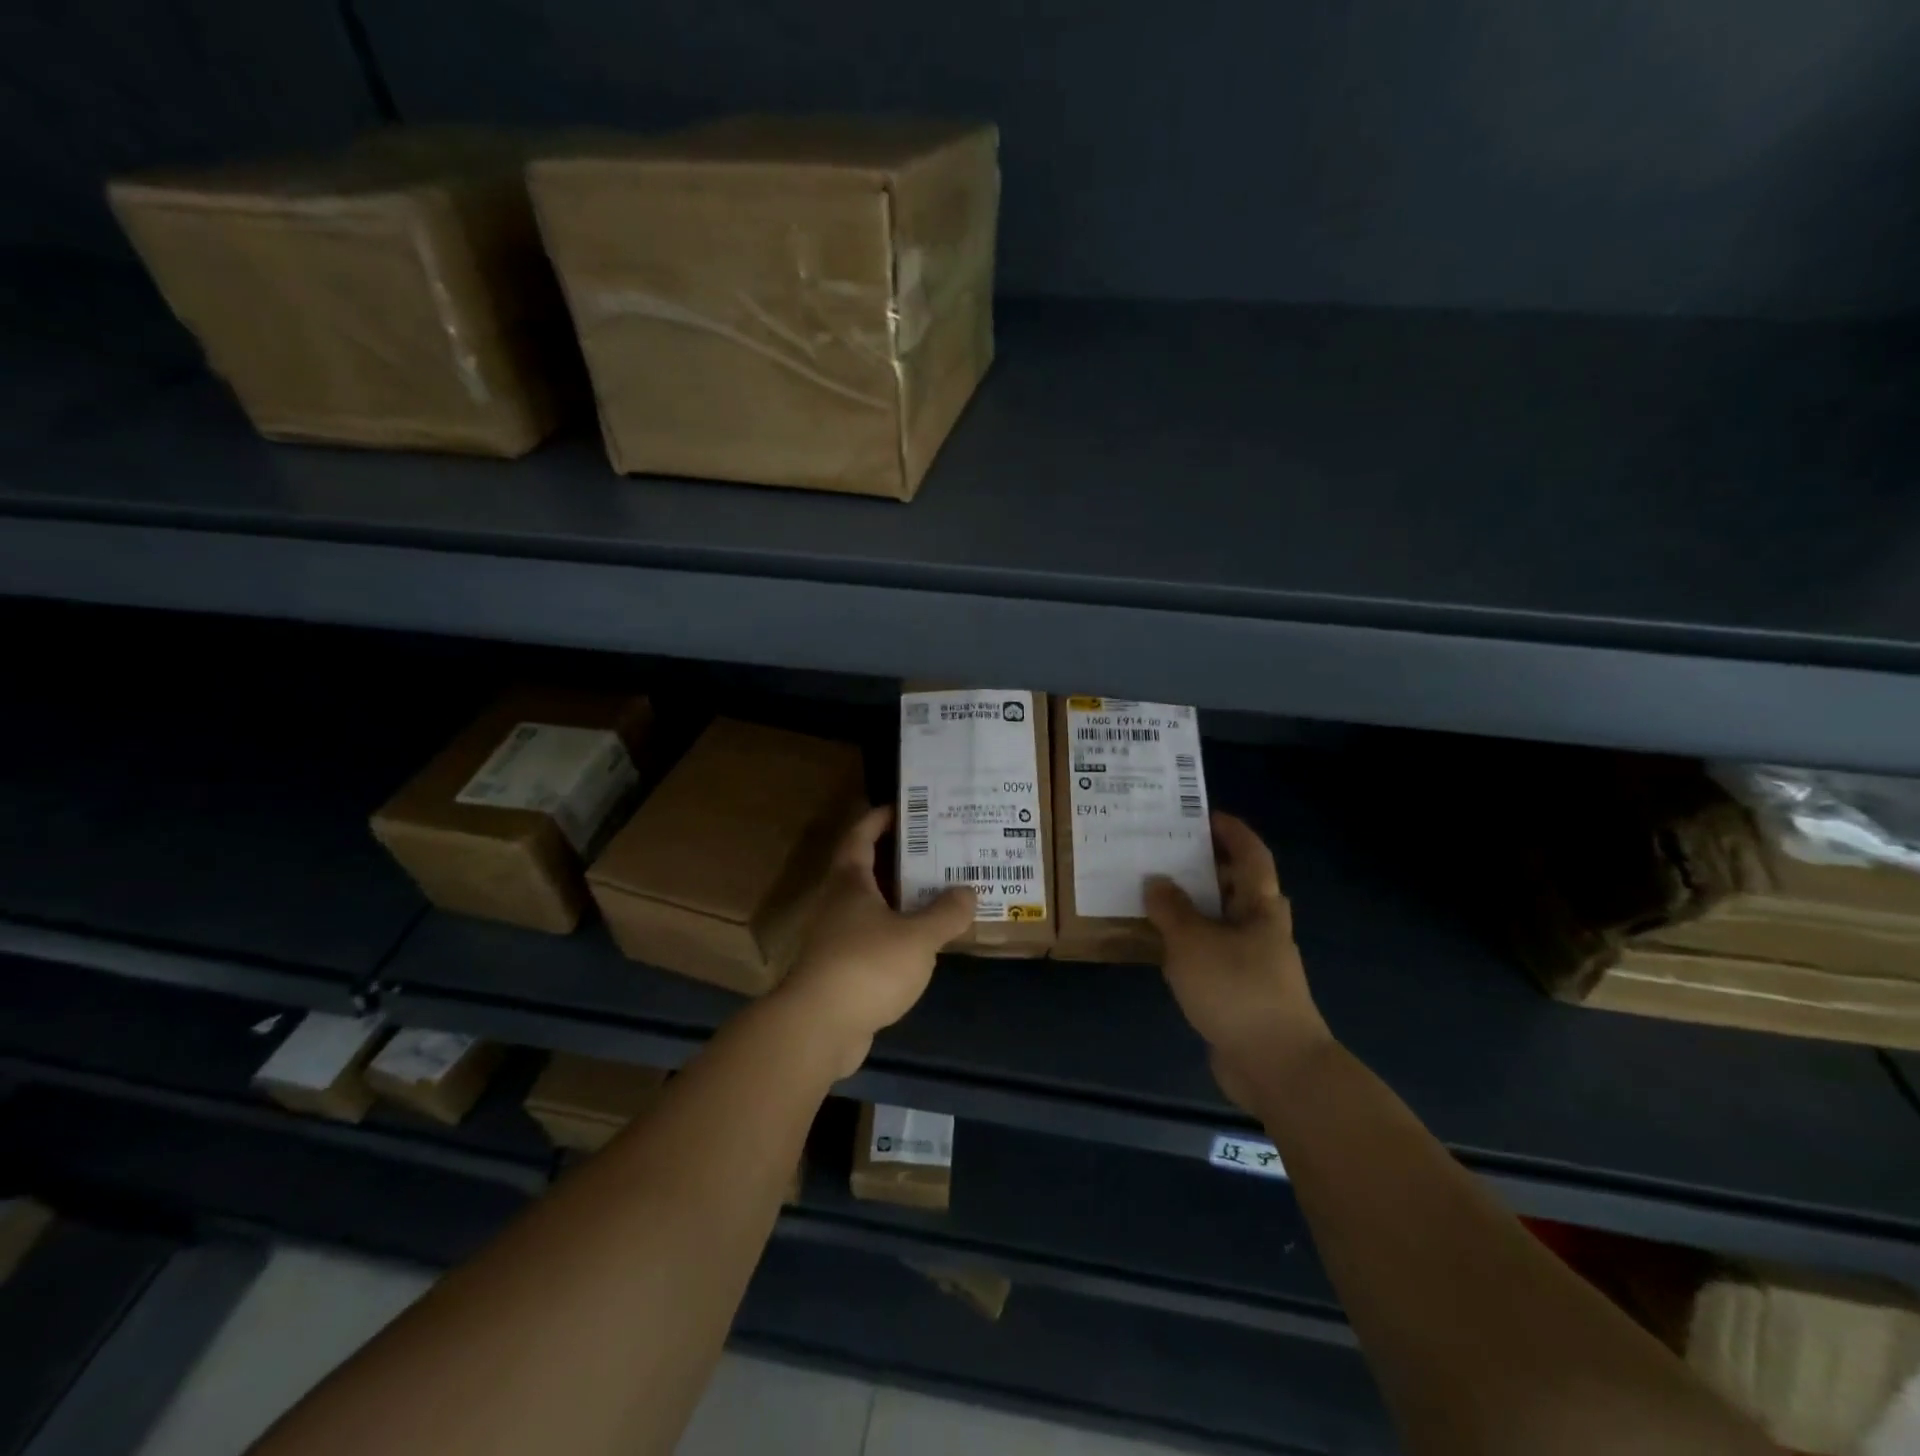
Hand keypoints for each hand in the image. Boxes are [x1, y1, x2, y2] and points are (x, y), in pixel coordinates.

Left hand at [775, 805, 975, 1077]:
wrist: (819, 1028)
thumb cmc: (867, 966)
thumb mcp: (918, 937)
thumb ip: (946, 913)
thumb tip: (968, 892)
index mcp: (850, 883)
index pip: (860, 836)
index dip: (879, 818)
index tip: (905, 807)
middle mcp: (838, 904)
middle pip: (867, 869)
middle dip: (899, 857)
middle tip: (938, 849)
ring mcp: (837, 938)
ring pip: (872, 906)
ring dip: (901, 898)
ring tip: (939, 893)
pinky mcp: (842, 970)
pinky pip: (874, 938)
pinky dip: (897, 932)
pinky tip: (923, 941)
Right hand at [1144, 812, 1331, 1111]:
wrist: (1276, 1066)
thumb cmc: (1237, 990)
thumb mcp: (1193, 942)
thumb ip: (1171, 910)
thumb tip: (1157, 881)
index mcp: (1260, 907)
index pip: (1252, 855)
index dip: (1232, 832)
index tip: (1203, 815)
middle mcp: (1262, 928)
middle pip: (1238, 886)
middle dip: (1207, 866)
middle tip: (1167, 852)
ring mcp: (1255, 962)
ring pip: (1223, 921)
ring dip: (1195, 906)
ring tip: (1155, 894)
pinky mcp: (1242, 991)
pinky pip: (1213, 952)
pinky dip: (1191, 942)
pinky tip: (1162, 946)